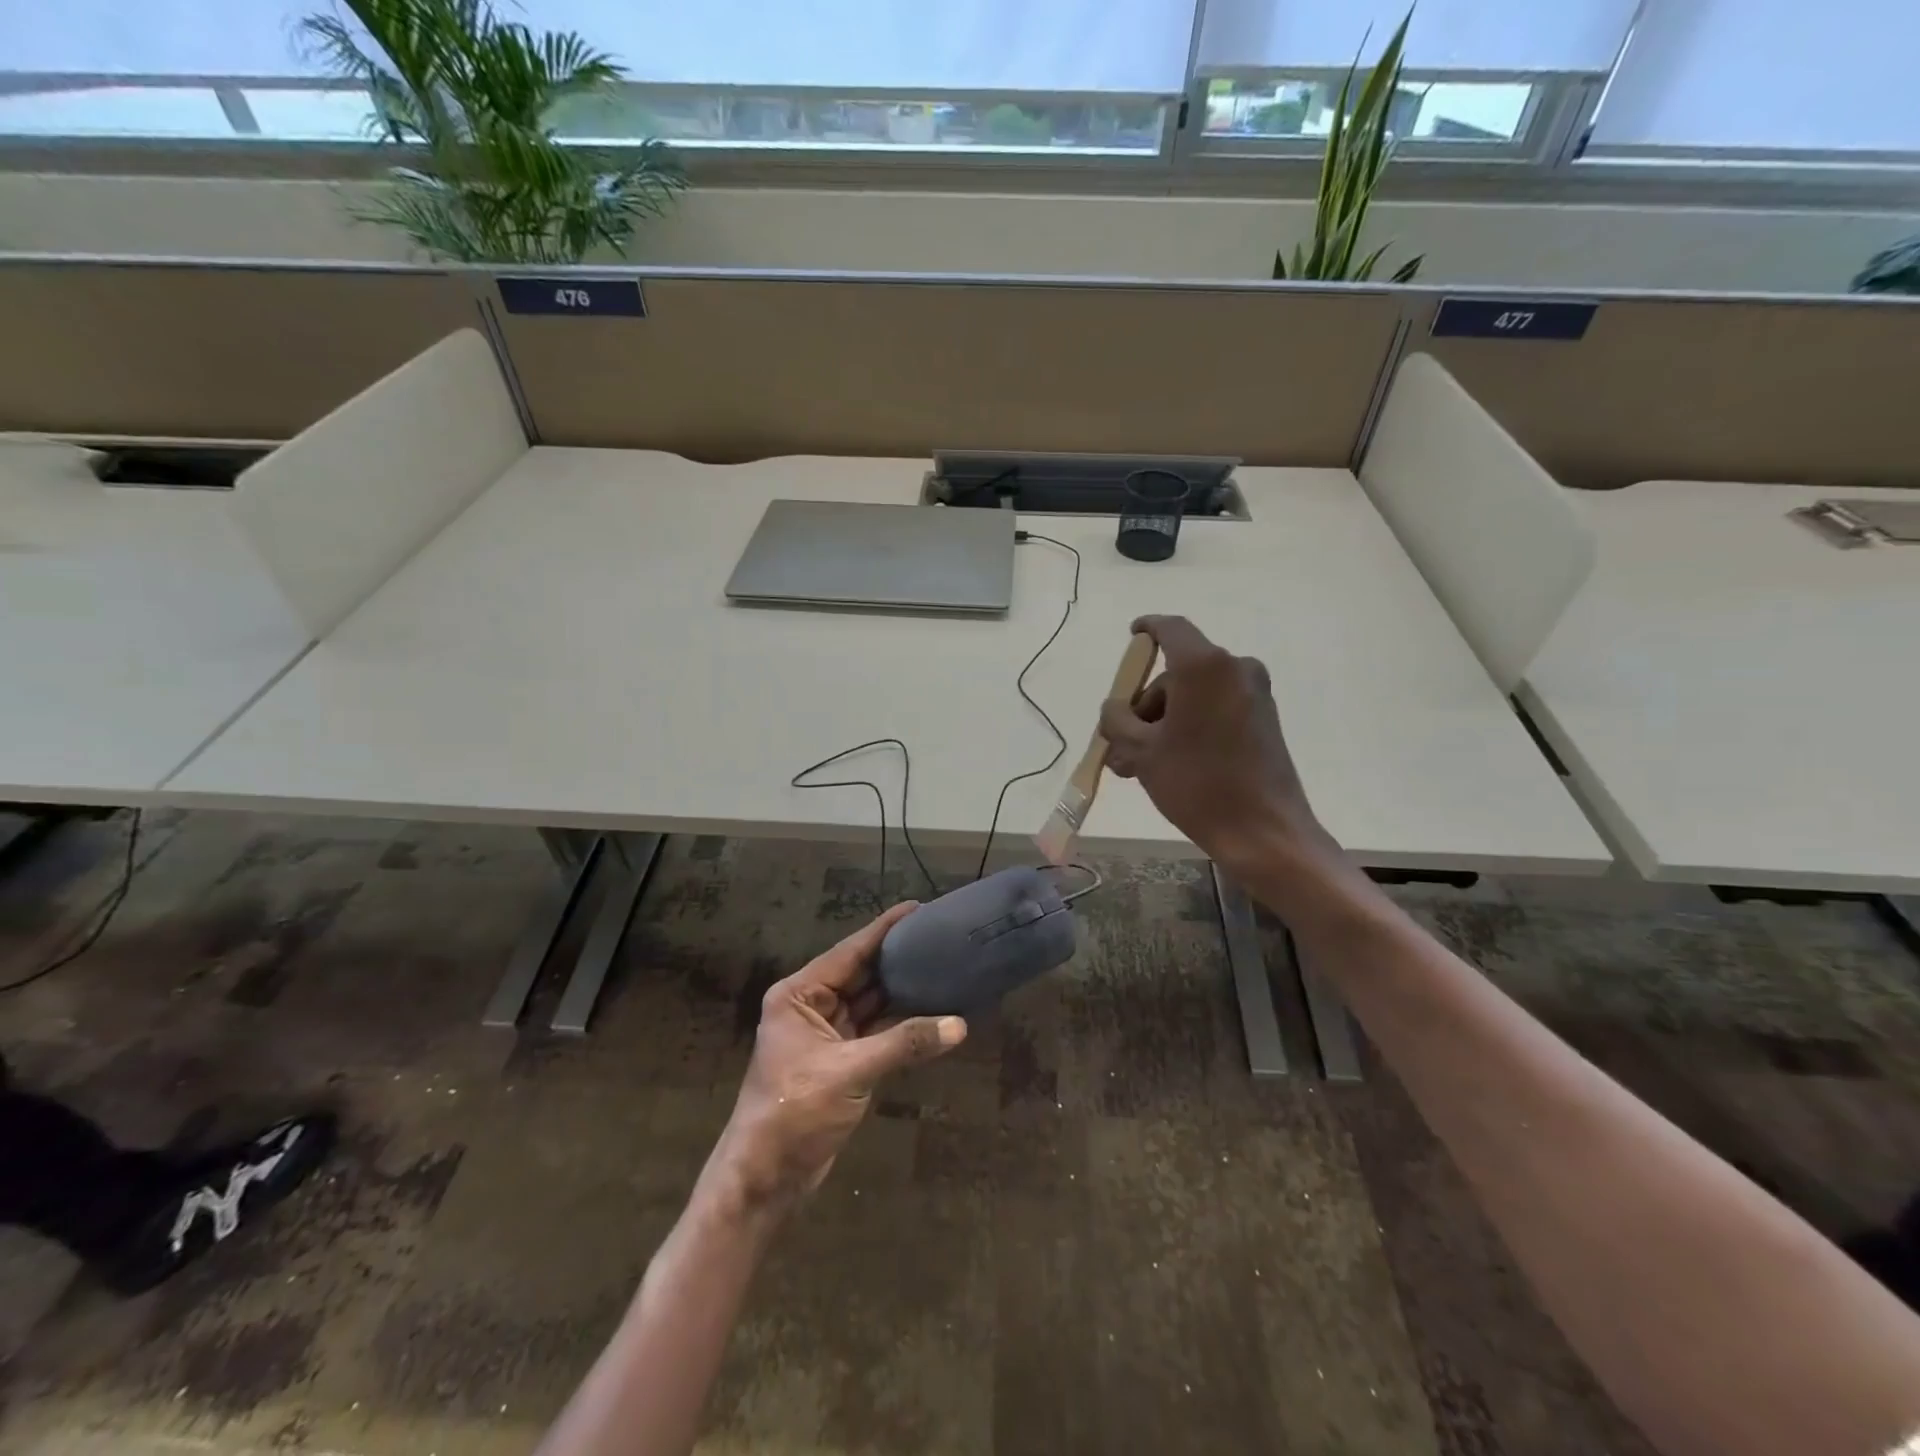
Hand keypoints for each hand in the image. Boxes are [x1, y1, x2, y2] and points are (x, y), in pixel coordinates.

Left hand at [703, 902, 965, 1215]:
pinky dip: (902, 1023)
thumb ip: (904, 1043)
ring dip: (903, 990)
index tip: (918, 907)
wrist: (766, 1180)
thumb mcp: (850, 1072)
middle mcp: (812, 1007)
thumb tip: (959, 1024)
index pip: (849, 952)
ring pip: (872, 1003)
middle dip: (898, 958)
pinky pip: (877, 1031)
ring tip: (942, 965)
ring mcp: (827, 1035)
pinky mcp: (842, 1062)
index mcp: (799, 995)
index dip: (884, 930)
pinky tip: (932, 1011)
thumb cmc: (794, 1113)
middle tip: (940, 936)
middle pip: (862, 974)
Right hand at [1099, 614, 1333, 875]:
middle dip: (1144, 705)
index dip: (1147, 628)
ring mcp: (1254, 695)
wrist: (1264, 832)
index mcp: (1204, 667)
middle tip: (1120, 744)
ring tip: (1136, 766)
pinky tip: (1167, 764)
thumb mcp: (1141, 751)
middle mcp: (1234, 670)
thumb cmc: (1197, 783)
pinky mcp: (1263, 720)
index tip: (1132, 636)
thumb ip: (1117, 719)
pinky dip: (1189, 727)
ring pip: (1194, 696)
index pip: (1170, 628)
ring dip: (1162, 723)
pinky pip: (1215, 710)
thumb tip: (1115, 709)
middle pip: (1176, 673)